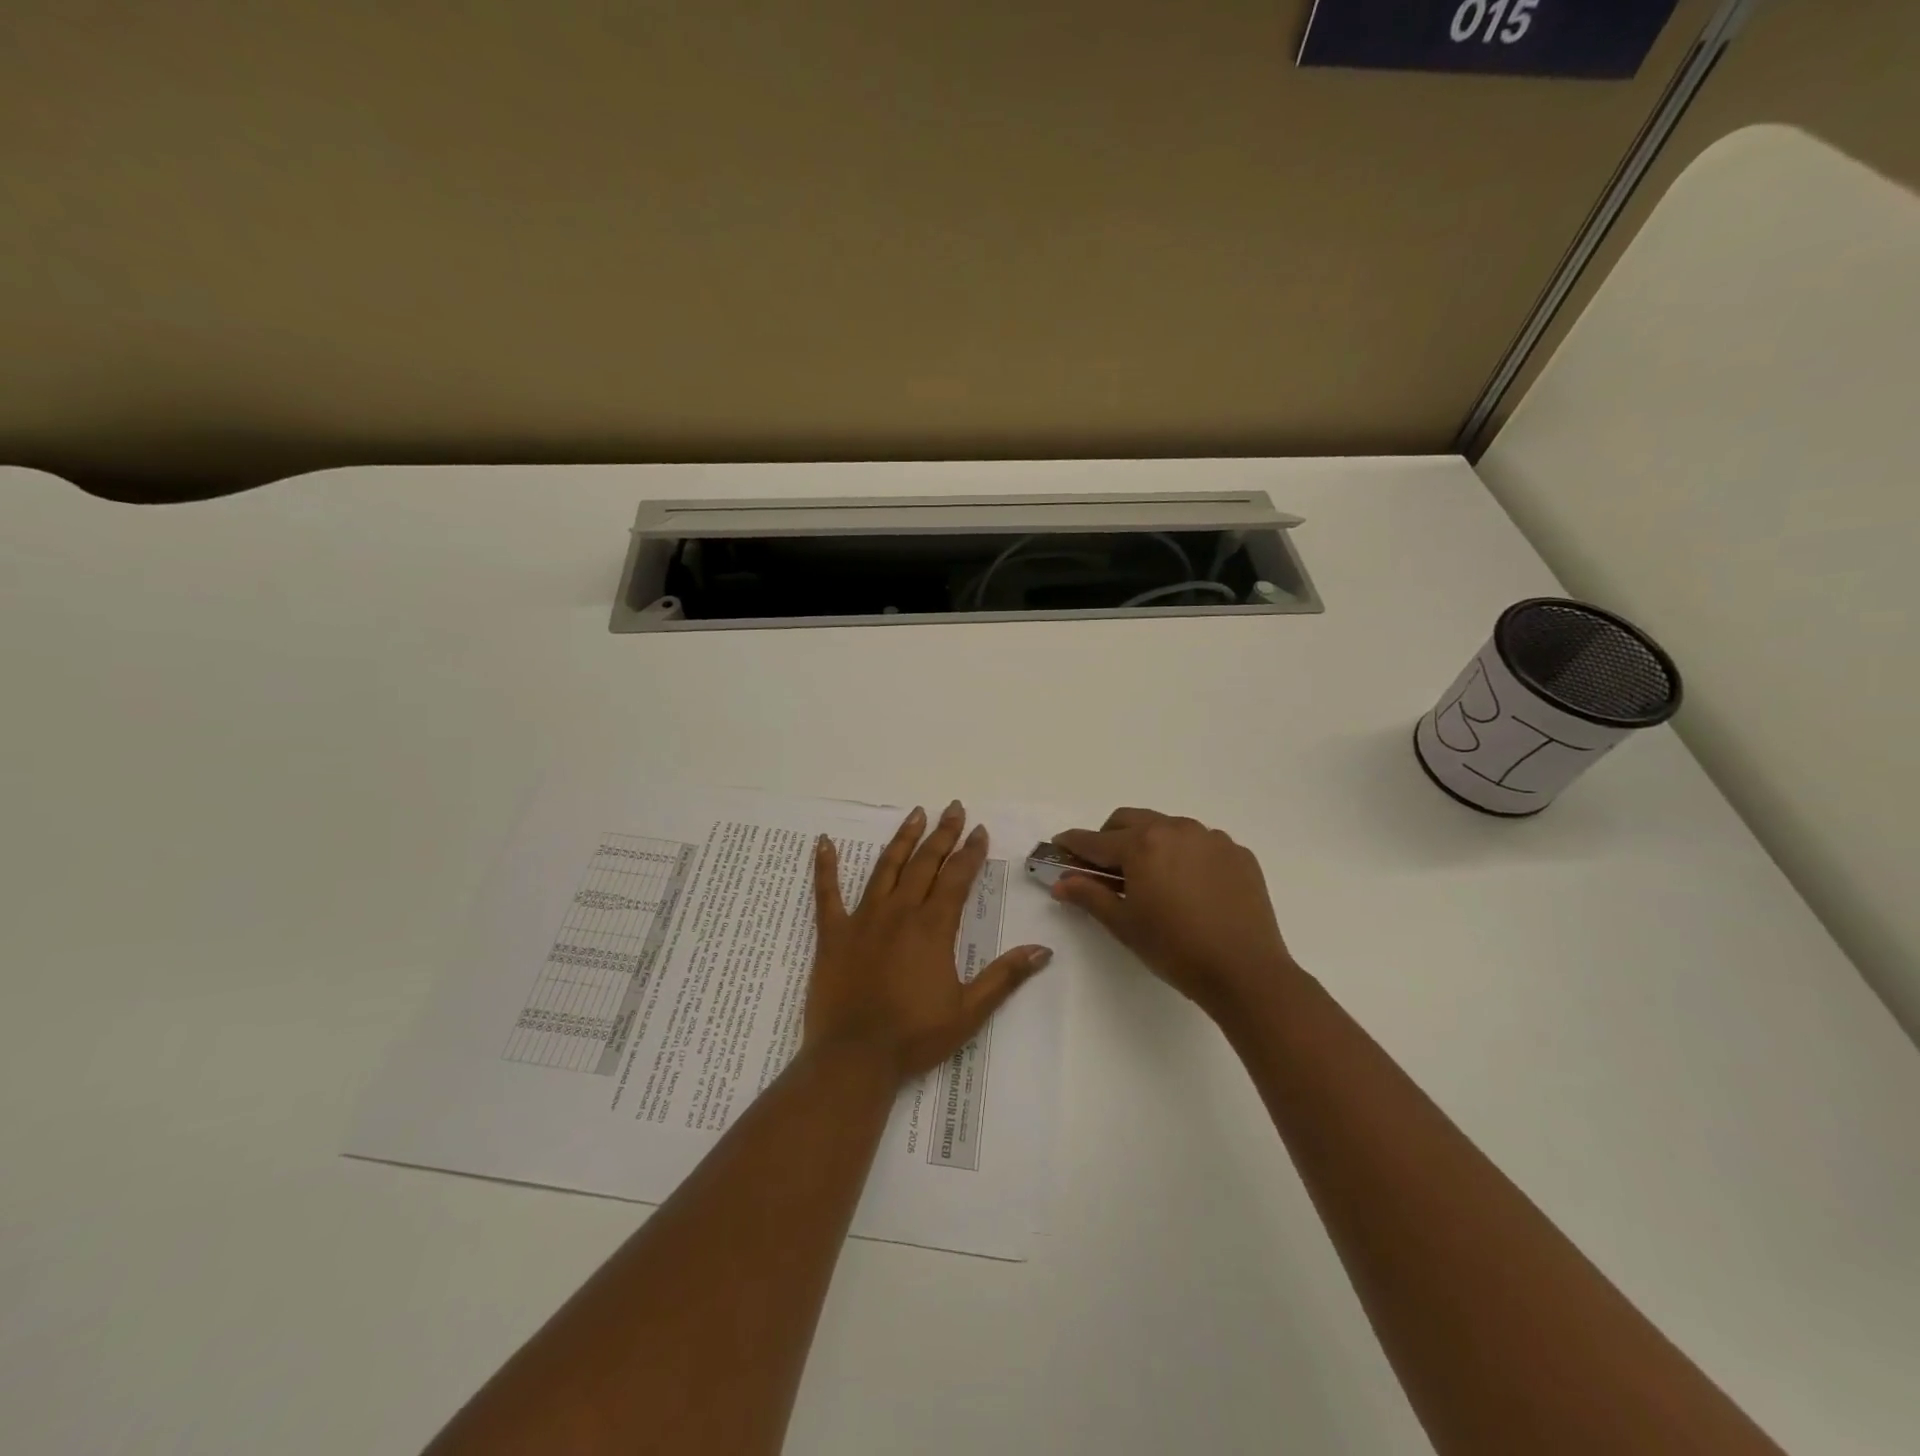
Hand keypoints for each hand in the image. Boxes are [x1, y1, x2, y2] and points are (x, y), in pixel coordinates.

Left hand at [805, 801, 1052, 1078]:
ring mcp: (863, 919)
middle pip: (924, 863)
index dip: (970, 852)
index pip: (957, 878)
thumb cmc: (915, 1036)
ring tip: (915, 813)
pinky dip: (825, 867)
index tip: (979, 830)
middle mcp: (900, 912)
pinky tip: (823, 843)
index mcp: (933, 927)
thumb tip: (1042, 950)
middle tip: (953, 808)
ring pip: (885, 868)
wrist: (855, 1057)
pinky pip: (826, 893)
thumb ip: (1005, 976)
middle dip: (942, 835)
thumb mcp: (970, 1011)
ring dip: (902, 839)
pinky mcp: (833, 933)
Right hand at [1050, 808, 1295, 1017]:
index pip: (1095, 840)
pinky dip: (1185, 856)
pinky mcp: (1238, 853)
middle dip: (1110, 837)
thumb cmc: (1175, 948)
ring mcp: (1211, 838)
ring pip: (1168, 827)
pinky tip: (1190, 888)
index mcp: (1142, 844)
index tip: (1059, 846)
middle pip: (1130, 820)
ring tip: (1152, 878)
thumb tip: (1061, 882)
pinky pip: (1201, 844)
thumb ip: (1089, 896)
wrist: (1246, 971)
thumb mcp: (1124, 925)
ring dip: (1150, 843)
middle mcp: (1176, 829)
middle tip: (1105, 868)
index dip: (1073, 844)